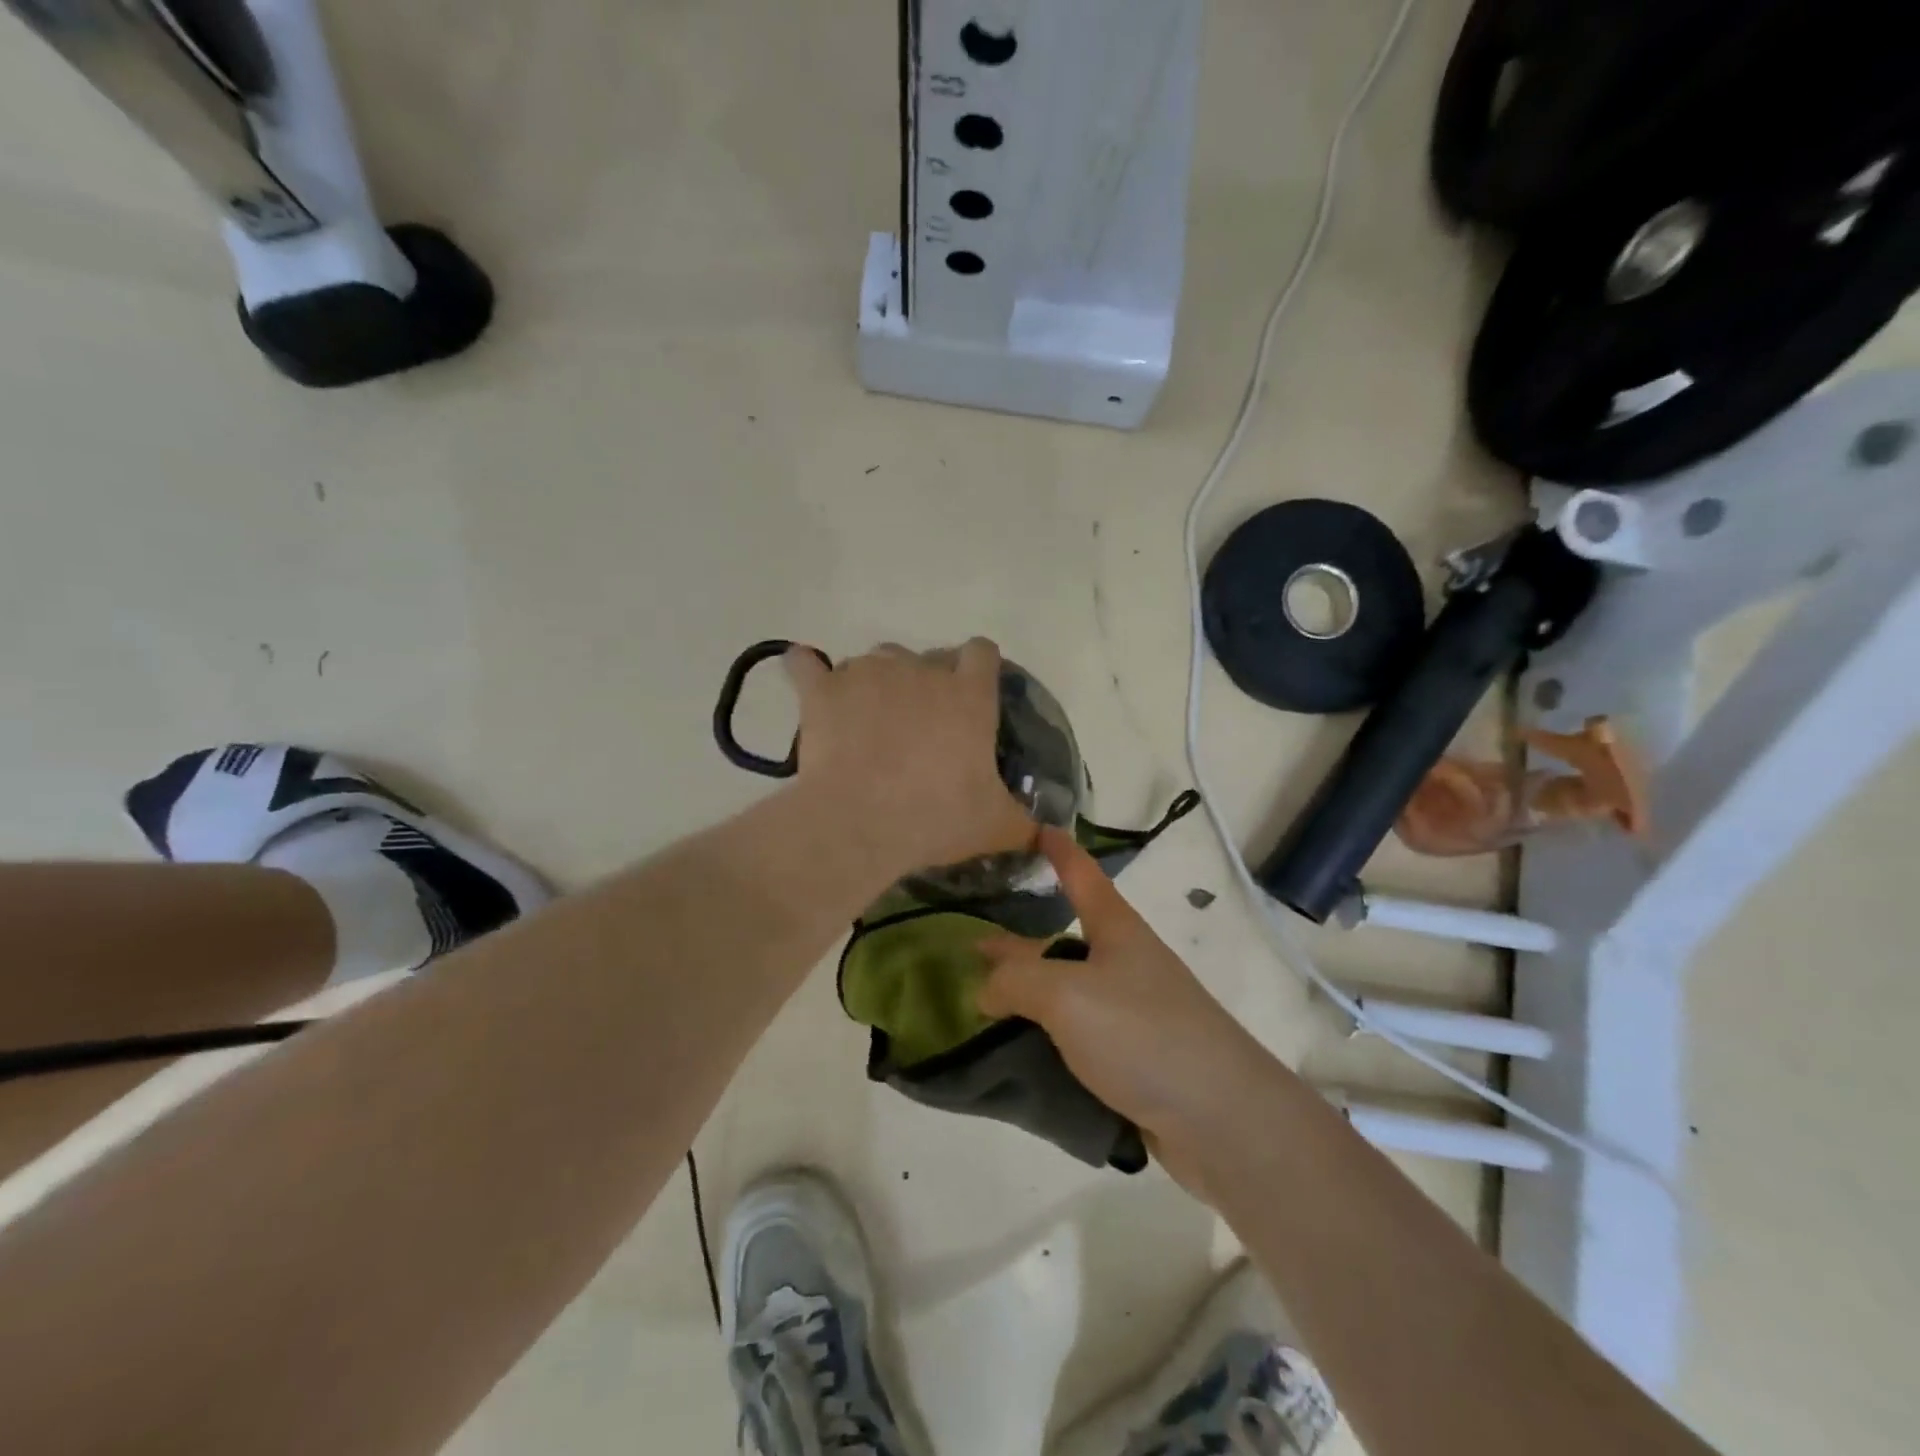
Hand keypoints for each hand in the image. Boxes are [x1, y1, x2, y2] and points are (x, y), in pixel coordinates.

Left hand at [785, 639, 1036, 878]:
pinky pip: (806, 664)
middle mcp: (919, 670)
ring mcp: (867, 673)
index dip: (976, 668)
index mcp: (967, 695)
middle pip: (924, 657)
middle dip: (923, 683)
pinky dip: (807, 671)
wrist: (861, 822)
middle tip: (917, 727)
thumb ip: (1026, 825)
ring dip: (874, 683)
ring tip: (866, 722)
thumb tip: (1053, 838)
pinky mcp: (822, 689)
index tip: (970, 693)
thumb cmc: (937, 816)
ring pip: (874, 661)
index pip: (981, 652)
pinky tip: (809, 683)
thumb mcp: (995, 826)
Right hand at [977, 827, 1278, 1191]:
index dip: (1058, 850)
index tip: (1035, 829)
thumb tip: (986, 989)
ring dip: (1025, 996)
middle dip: (1018, 941)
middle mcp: (1122, 964)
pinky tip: (1009, 1054)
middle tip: (971, 941)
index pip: (1082, 874)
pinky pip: (1073, 1039)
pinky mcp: (1129, 1060)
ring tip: (977, 1004)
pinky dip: (1041, 1039)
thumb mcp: (1066, 994)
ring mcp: (1129, 1013)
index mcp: (1115, 929)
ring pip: (1064, 993)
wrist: (1219, 1119)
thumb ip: (1015, 981)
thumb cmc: (1142, 1033)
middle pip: (1062, 939)